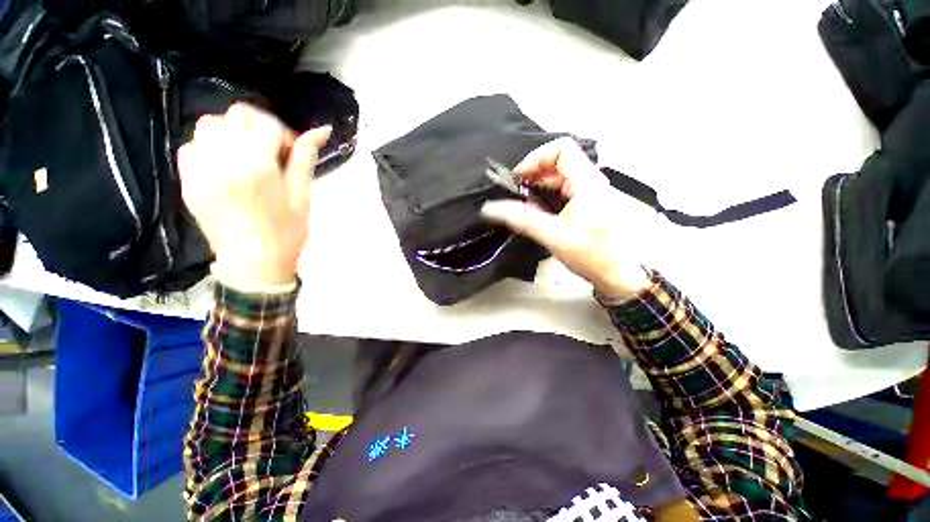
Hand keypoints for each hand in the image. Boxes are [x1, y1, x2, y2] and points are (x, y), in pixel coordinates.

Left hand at [179, 103, 330, 287]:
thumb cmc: (287, 232)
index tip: (290, 152)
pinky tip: (223, 164)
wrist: (253, 263)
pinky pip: (191, 146)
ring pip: (209, 124)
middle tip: (270, 148)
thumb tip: (322, 130)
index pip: (266, 124)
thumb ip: (305, 158)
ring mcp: (201, 170)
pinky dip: (208, 146)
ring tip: (245, 154)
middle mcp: (224, 161)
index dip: (283, 133)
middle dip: (258, 126)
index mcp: (258, 166)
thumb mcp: (302, 196)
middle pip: (237, 116)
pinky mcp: (187, 181)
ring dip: (231, 132)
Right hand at [481, 138, 653, 300]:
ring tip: (525, 205)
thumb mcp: (553, 235)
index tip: (519, 178)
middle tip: (517, 193)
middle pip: (559, 163)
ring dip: (540, 188)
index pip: (561, 149)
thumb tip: (490, 208)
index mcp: (588, 183)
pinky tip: (541, 214)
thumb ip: (522, 219)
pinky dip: (549, 198)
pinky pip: (566, 192)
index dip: (535, 158)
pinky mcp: (591, 206)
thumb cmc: (593, 255)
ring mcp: (593, 195)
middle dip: (534, 175)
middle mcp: (592, 183)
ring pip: (562, 179)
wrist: (622, 276)